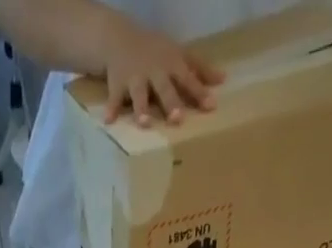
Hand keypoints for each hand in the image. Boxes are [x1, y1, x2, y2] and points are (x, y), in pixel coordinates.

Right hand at [99, 15, 224, 125]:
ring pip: (139, 93)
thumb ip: (199, 69)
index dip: (199, 92)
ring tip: (145, 124)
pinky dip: (111, 108)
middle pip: (164, 87)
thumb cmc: (155, 52)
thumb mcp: (178, 55)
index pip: (188, 78)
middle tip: (177, 119)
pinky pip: (114, 98)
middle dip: (171, 102)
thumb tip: (222, 80)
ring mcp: (135, 77)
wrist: (120, 38)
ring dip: (141, 108)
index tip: (211, 106)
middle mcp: (154, 70)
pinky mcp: (117, 83)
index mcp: (171, 64)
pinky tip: (109, 120)